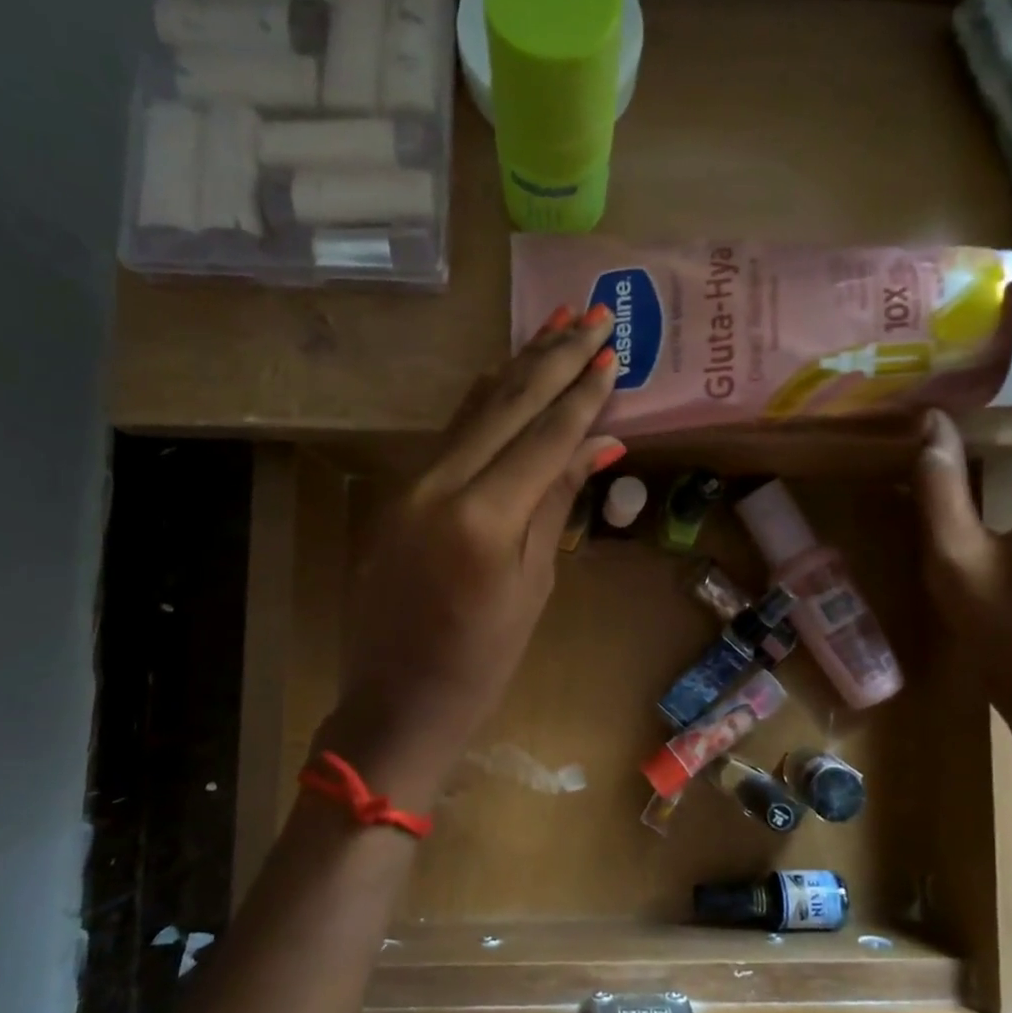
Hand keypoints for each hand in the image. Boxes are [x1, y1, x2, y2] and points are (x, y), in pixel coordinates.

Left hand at [318, 305, 624, 809]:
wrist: (398, 700)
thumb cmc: (482, 661)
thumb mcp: (534, 585)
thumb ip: (556, 503)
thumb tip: (597, 444)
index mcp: (483, 517)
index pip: (544, 435)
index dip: (582, 393)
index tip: (613, 351)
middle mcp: (440, 485)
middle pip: (506, 404)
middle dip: (553, 356)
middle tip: (593, 313)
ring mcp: (411, 485)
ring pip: (473, 409)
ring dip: (517, 365)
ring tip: (555, 323)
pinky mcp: (399, 493)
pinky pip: (450, 434)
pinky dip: (484, 401)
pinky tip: (505, 374)